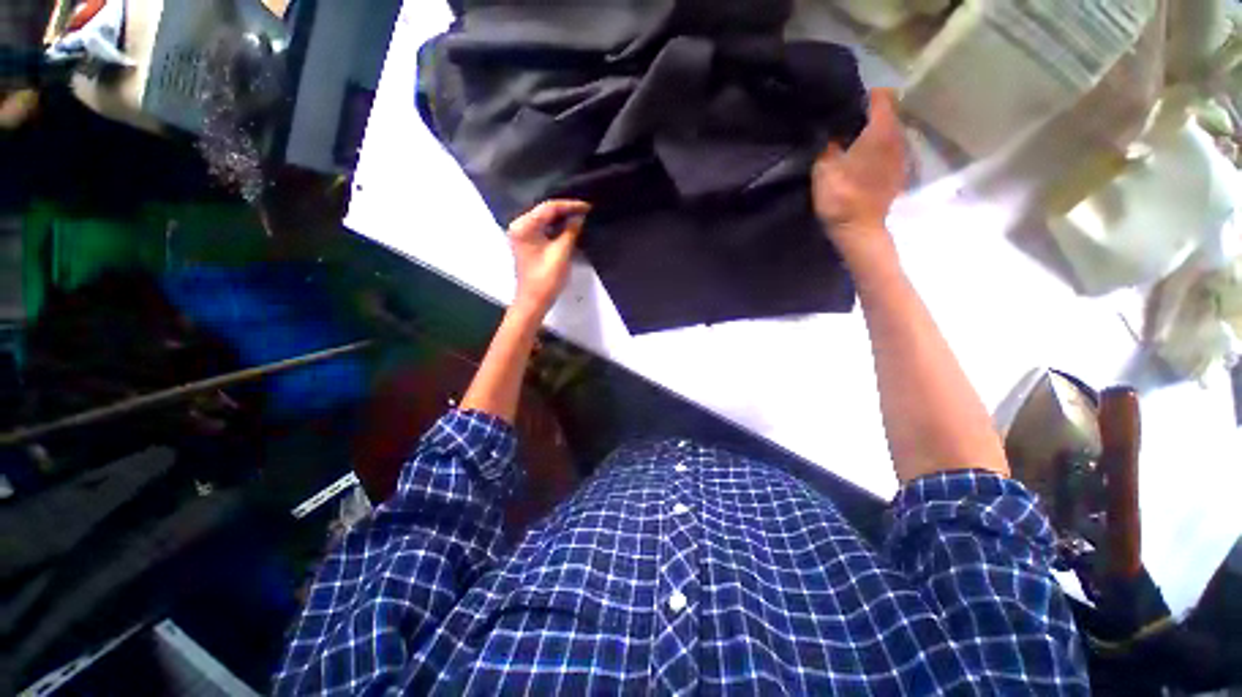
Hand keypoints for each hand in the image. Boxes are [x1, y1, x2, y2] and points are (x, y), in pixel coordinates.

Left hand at [507, 199, 590, 313]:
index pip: (549, 207)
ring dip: (562, 219)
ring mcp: (522, 235)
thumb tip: (580, 216)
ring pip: (545, 220)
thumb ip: (571, 231)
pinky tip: (570, 228)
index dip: (570, 205)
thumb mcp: (562, 252)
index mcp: (524, 226)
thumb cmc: (546, 278)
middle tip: (587, 210)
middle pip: (545, 211)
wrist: (533, 301)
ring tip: (581, 217)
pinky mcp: (527, 243)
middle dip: (566, 210)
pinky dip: (556, 228)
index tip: (588, 206)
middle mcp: (519, 226)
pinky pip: (543, 229)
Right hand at [812, 89, 906, 237]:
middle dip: (866, 115)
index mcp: (881, 130)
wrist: (860, 230)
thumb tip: (826, 124)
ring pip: (888, 132)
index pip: (880, 95)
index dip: (862, 96)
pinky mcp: (899, 172)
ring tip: (850, 143)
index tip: (843, 104)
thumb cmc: (842, 196)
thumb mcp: (823, 167)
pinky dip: (877, 149)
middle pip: (886, 113)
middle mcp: (898, 136)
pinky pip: (889, 150)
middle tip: (842, 124)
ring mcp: (902, 155)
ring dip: (872, 133)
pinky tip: (861, 161)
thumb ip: (826, 141)